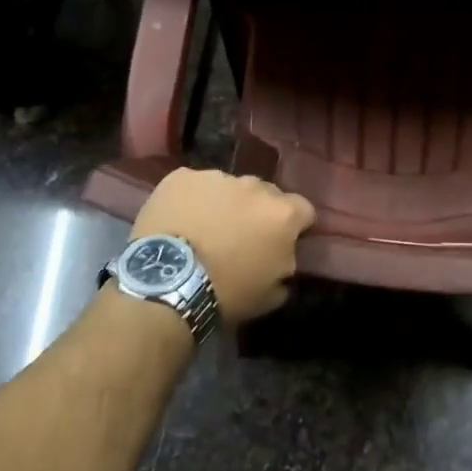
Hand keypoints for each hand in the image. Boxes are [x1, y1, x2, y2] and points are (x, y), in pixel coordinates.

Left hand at [129, 169, 315, 323]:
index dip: (296, 225)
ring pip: (228, 187)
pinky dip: (191, 199)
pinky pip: (194, 185)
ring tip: (205, 228)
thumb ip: (286, 266)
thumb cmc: (226, 293)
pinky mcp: (181, 176)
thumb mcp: (271, 294)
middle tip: (241, 236)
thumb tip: (283, 257)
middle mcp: (254, 186)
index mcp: (282, 214)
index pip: (304, 209)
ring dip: (225, 203)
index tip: (283, 241)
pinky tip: (179, 220)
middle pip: (265, 194)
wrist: (167, 282)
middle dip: (258, 211)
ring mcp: (216, 177)